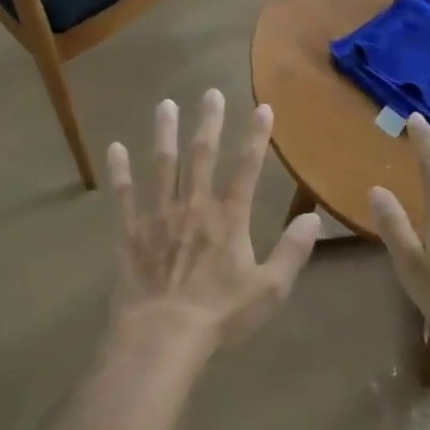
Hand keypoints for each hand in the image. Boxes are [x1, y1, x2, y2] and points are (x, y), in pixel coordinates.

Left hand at [106, 89, 320, 353]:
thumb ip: (292, 252)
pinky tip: (115, 147)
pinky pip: (124, 195)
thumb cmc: (220, 315)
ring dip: (165, 133)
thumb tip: (314, 218)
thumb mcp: (269, 289)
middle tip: (210, 92)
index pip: (247, 168)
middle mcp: (194, 206)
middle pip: (202, 155)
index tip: (262, 107)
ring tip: (166, 105)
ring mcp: (158, 216)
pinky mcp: (130, 232)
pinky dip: (119, 171)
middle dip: (208, 122)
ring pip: (162, 165)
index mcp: (229, 218)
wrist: (162, 337)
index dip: (256, 136)